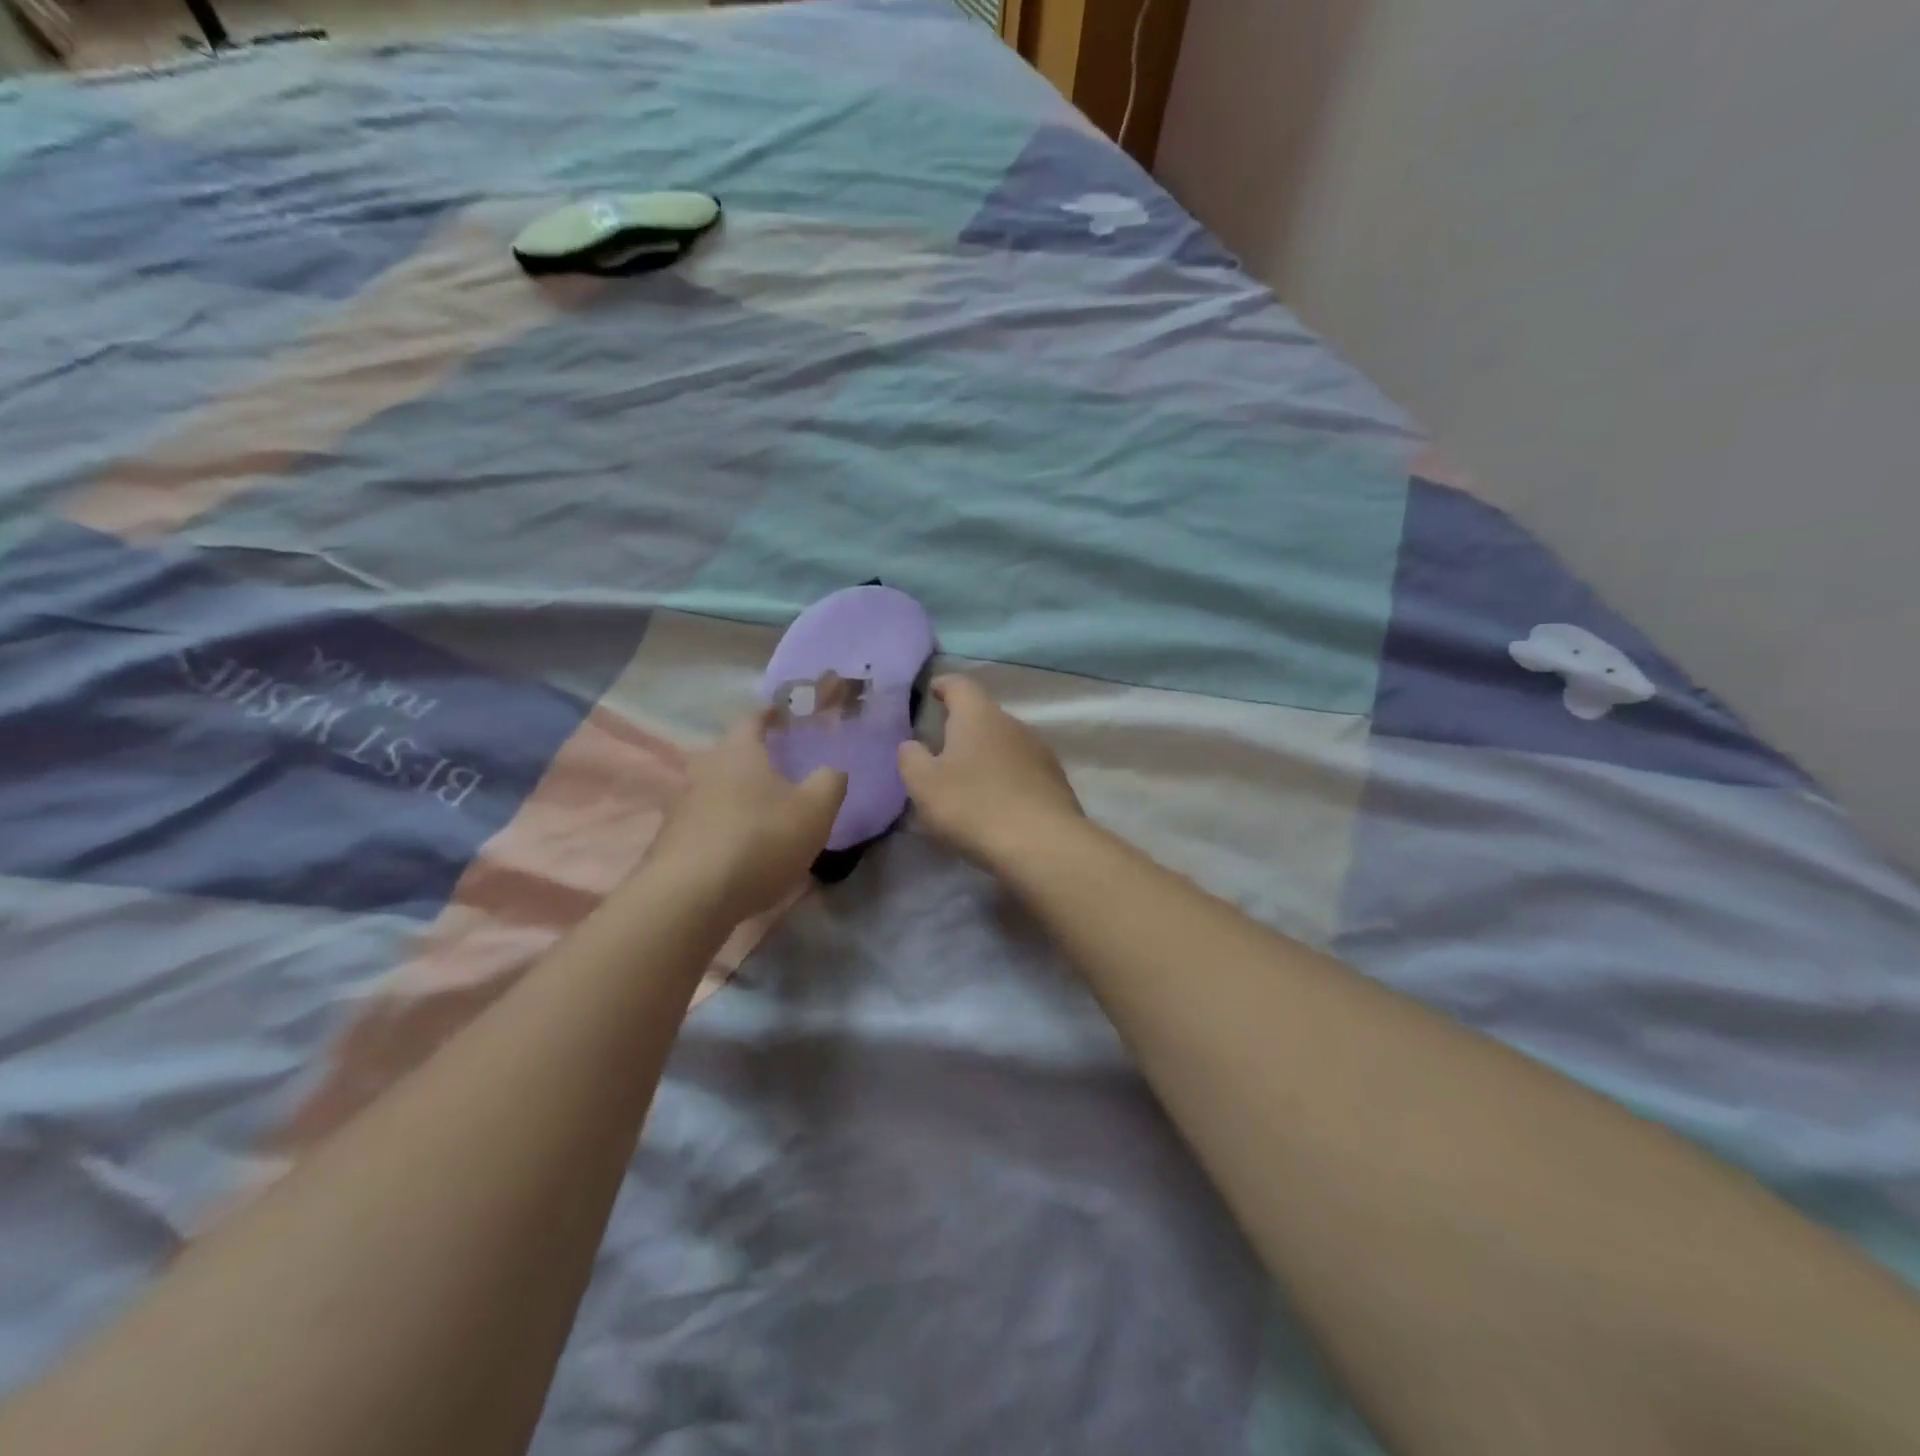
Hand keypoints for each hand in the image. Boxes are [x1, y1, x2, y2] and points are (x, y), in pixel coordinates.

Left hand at [651, 710, 846, 920]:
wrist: (691, 896)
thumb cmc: (760, 839)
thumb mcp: (815, 811)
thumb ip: (830, 783)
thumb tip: (832, 770)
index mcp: (738, 752)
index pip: (752, 719)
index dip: (769, 714)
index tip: (782, 712)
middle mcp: (704, 770)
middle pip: (730, 755)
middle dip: (753, 758)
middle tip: (778, 765)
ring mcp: (682, 806)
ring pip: (715, 790)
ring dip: (737, 796)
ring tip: (763, 811)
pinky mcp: (671, 842)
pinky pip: (705, 823)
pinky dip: (724, 827)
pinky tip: (742, 848)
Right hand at [898, 675, 1083, 869]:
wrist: (1042, 845)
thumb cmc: (973, 806)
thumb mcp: (924, 785)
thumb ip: (911, 759)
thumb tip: (912, 745)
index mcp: (979, 716)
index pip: (960, 685)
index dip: (944, 685)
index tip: (933, 690)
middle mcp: (1014, 724)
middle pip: (985, 715)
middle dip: (964, 727)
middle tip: (943, 747)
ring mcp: (1040, 752)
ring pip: (1006, 744)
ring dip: (987, 756)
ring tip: (969, 780)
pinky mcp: (1056, 782)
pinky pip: (1024, 772)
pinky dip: (1007, 779)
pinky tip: (997, 804)